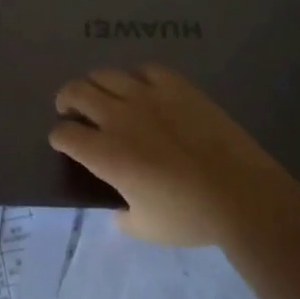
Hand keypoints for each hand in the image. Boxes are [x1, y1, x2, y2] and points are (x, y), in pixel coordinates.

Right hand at [50, 64, 299, 245]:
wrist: (240, 193)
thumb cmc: (190, 217)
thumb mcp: (146, 229)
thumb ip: (122, 217)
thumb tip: (118, 210)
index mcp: (106, 154)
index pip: (64, 134)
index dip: (59, 137)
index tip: (65, 142)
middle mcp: (119, 117)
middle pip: (76, 92)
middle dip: (66, 100)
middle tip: (72, 110)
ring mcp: (148, 96)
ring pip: (105, 74)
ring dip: (95, 84)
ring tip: (102, 95)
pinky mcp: (176, 86)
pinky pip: (145, 69)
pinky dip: (135, 77)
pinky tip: (142, 88)